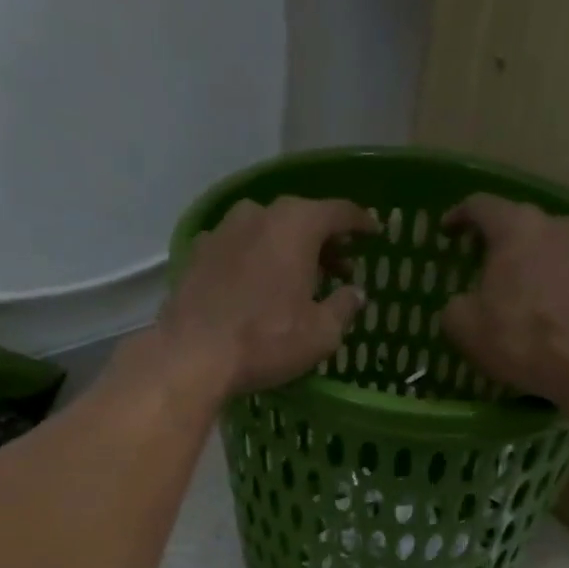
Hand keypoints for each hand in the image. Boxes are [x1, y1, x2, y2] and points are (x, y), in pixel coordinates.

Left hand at [159, 196, 377, 397]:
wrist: (194, 355)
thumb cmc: (267, 340)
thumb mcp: (322, 333)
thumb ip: (344, 306)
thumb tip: (355, 293)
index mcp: (296, 224)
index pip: (339, 212)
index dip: (361, 223)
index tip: (374, 234)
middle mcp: (258, 214)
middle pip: (301, 218)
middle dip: (324, 241)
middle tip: (340, 267)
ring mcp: (222, 231)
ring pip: (267, 231)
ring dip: (287, 249)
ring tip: (298, 279)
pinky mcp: (198, 254)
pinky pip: (239, 249)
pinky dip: (256, 260)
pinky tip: (258, 286)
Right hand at [440, 194, 568, 399]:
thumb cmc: (517, 335)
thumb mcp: (462, 325)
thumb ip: (455, 304)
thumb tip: (463, 303)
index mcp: (514, 226)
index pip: (480, 206)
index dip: (458, 216)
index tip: (446, 232)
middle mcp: (552, 223)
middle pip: (515, 222)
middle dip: (493, 239)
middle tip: (476, 261)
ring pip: (542, 244)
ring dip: (523, 259)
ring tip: (509, 285)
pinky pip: (562, 266)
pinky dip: (544, 278)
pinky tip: (536, 303)